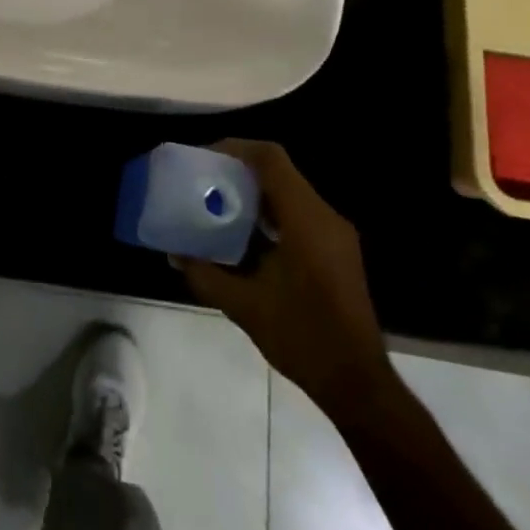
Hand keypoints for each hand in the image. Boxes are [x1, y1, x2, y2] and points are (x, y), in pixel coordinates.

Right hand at [178, 139, 396, 424]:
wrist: (356, 382)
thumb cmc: (302, 338)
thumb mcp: (243, 306)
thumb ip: (204, 274)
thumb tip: (172, 253)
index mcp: (306, 221)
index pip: (271, 160)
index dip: (235, 148)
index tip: (202, 158)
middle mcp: (324, 217)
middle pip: (278, 171)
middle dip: (237, 170)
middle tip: (201, 180)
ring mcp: (334, 234)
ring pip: (288, 192)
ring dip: (252, 192)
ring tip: (214, 204)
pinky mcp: (336, 250)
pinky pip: (297, 213)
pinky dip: (267, 213)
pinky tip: (241, 235)